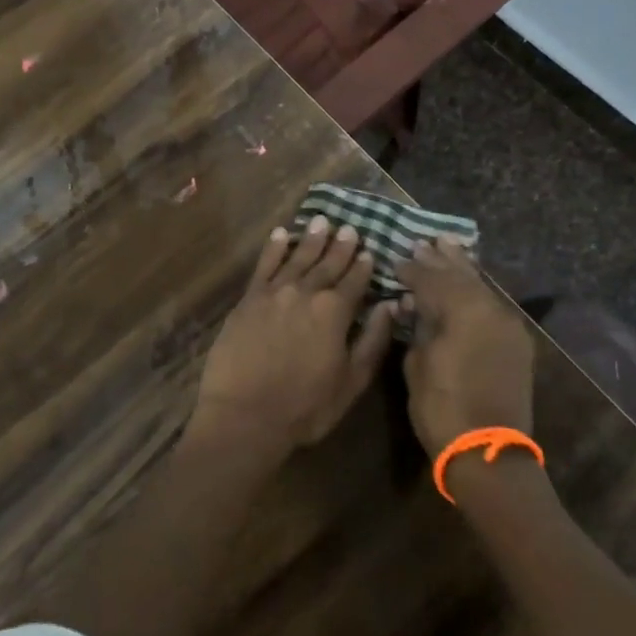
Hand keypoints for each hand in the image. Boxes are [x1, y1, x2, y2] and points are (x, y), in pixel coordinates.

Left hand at [192, 216, 396, 458]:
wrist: (245, 415)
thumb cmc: (305, 407)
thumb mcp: (351, 381)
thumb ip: (373, 340)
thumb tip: (389, 305)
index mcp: (335, 312)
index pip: (354, 282)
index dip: (363, 266)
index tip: (369, 250)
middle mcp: (305, 293)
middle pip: (326, 264)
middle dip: (340, 246)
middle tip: (349, 228)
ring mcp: (274, 293)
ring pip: (297, 258)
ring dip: (311, 239)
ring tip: (321, 221)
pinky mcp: (248, 300)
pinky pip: (264, 266)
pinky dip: (274, 248)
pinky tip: (280, 234)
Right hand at [398, 236, 533, 457]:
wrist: (489, 453)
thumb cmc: (443, 408)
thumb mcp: (417, 364)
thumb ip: (418, 327)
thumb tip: (413, 306)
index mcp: (464, 311)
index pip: (432, 279)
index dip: (412, 269)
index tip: (396, 260)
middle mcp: (491, 310)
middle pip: (462, 276)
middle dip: (441, 260)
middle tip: (424, 243)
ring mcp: (509, 326)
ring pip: (482, 288)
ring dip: (463, 270)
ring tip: (448, 248)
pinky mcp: (516, 344)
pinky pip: (493, 305)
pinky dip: (477, 292)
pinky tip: (468, 285)